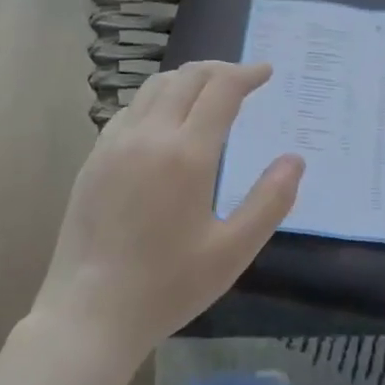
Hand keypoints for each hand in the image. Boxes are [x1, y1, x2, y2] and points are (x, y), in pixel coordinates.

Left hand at [32, 62, 303, 360]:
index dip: (247, 74)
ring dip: (186, 80)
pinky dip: (156, 100)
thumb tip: (294, 159)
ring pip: (154, 88)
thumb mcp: (233, 251)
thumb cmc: (167, 286)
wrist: (89, 314)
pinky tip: (165, 123)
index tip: (266, 72)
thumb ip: (270, 201)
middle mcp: (148, 136)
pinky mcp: (93, 159)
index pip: (221, 90)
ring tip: (208, 94)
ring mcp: (114, 144)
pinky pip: (130, 110)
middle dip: (219, 70)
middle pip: (186, 78)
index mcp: (187, 154)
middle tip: (243, 80)